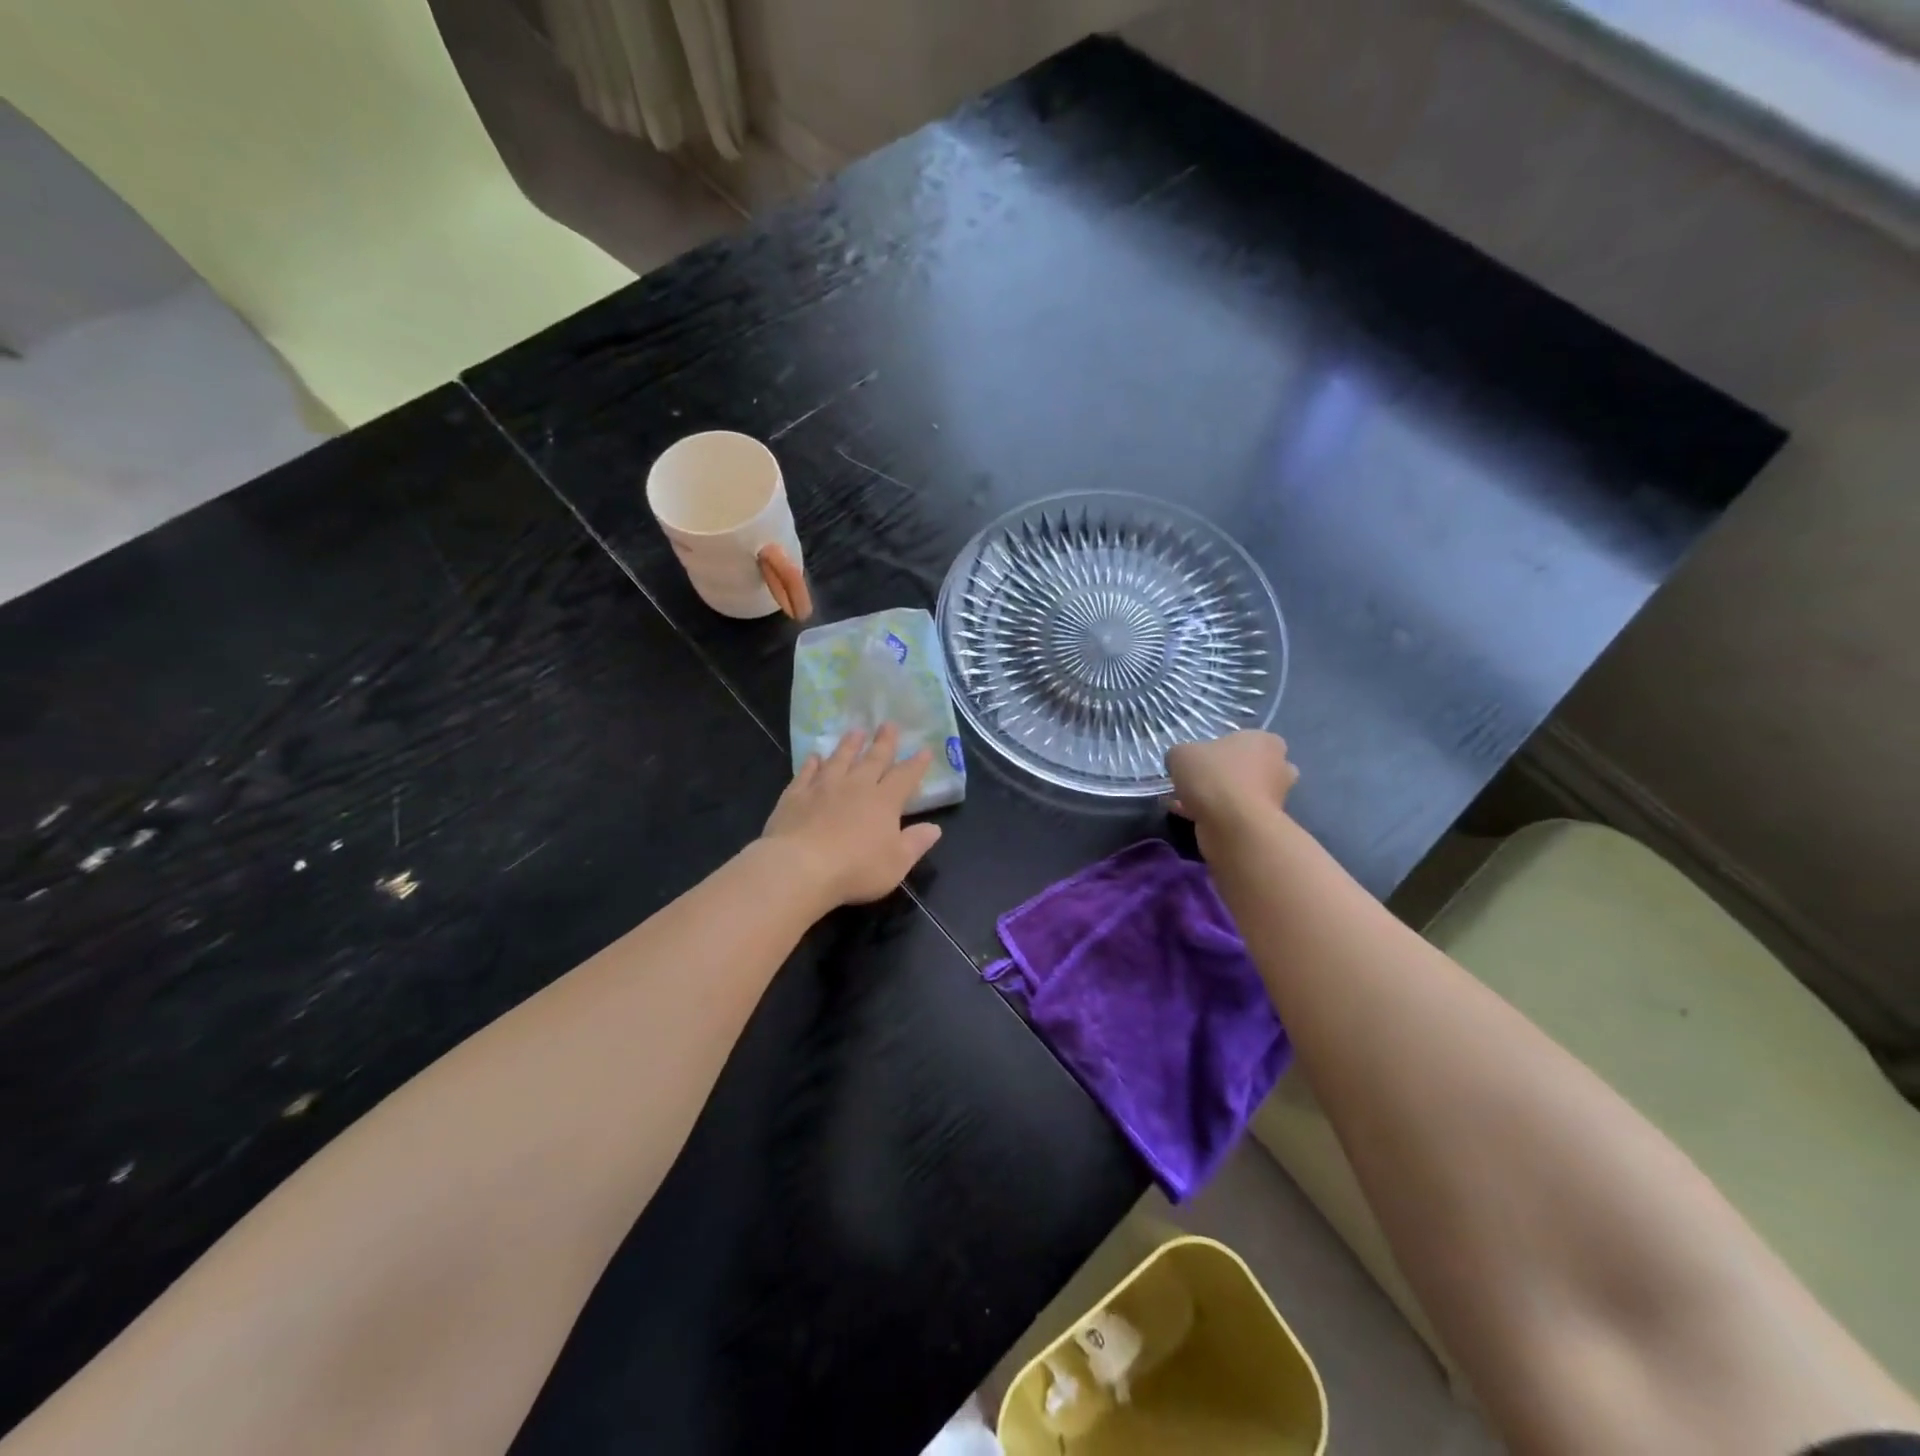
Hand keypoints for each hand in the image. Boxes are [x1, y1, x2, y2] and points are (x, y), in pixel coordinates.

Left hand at [761, 725, 942, 906]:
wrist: (800, 867)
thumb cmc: (855, 869)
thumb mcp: (896, 863)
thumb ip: (916, 843)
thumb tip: (934, 828)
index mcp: (884, 801)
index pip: (904, 776)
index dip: (916, 764)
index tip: (924, 749)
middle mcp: (856, 786)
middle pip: (873, 759)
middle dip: (883, 742)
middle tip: (888, 724)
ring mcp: (823, 787)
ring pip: (839, 759)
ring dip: (849, 745)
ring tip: (856, 731)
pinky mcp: (796, 795)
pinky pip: (806, 773)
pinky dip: (812, 763)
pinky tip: (814, 756)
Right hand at [1166, 732, 1297, 852]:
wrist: (1232, 825)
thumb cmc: (1213, 776)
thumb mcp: (1181, 754)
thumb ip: (1180, 754)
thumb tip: (1179, 762)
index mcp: (1266, 742)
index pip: (1246, 739)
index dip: (1221, 748)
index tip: (1201, 758)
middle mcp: (1278, 767)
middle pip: (1247, 767)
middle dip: (1226, 774)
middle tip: (1198, 779)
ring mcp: (1275, 798)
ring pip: (1240, 792)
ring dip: (1218, 796)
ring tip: (1184, 800)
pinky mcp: (1263, 823)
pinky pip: (1234, 813)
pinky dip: (1213, 814)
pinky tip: (1186, 814)